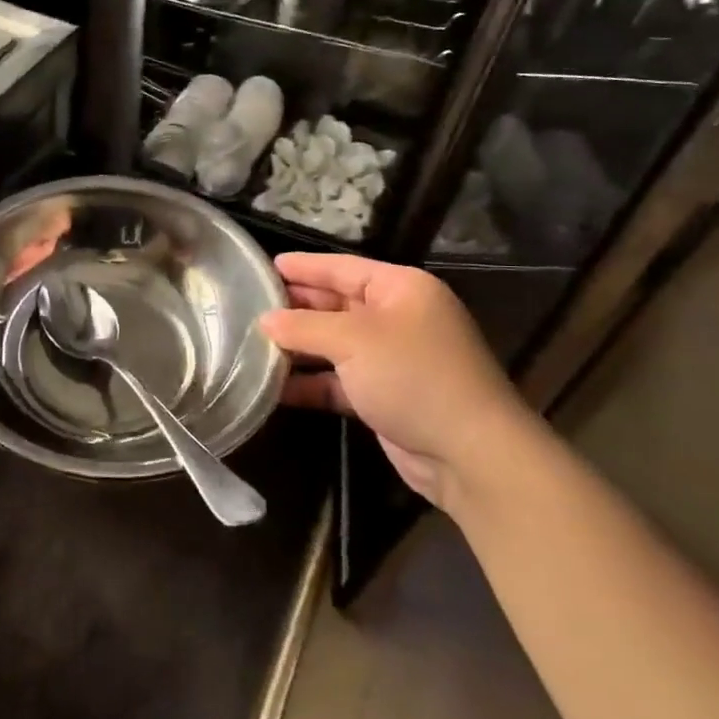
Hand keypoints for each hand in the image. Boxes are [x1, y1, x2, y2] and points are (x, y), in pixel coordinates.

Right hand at [258, 253, 536, 507]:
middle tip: (249, 305)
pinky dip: (310, 382)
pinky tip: (274, 387)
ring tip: (251, 344)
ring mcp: (392, 359)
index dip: (304, 266)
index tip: (264, 266)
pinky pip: (338, 381)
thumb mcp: (353, 340)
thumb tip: (264, 321)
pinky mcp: (384, 396)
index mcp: (401, 289)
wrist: (468, 453)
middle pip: (337, 304)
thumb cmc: (413, 375)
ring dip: (298, 347)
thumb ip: (304, 326)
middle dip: (295, 307)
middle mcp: (397, 318)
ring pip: (334, 344)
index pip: (343, 268)